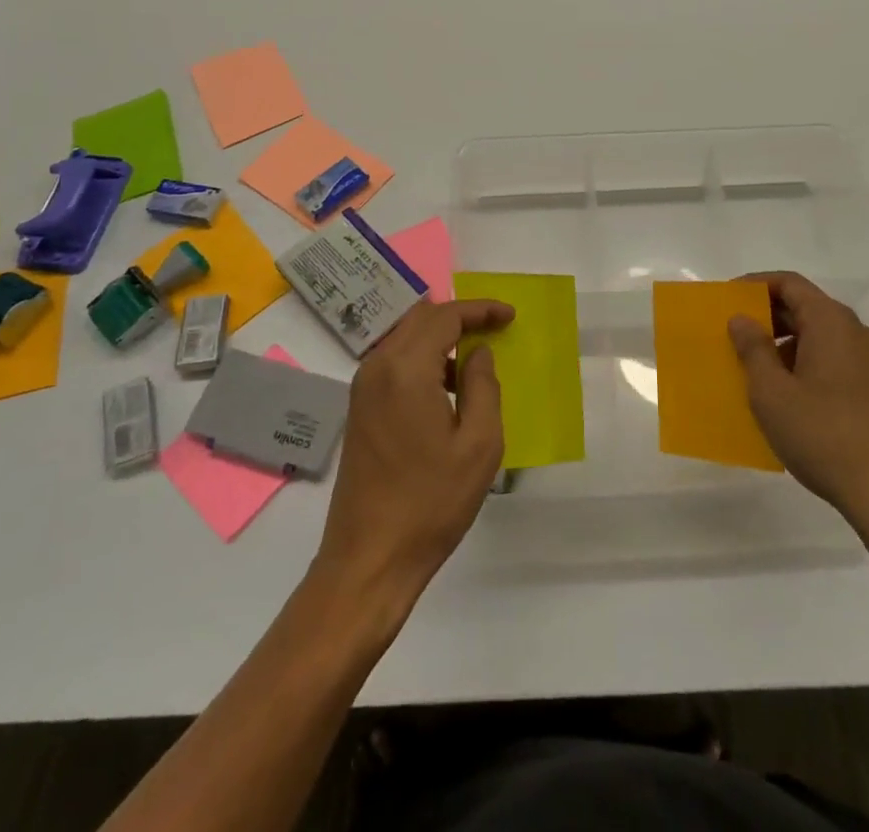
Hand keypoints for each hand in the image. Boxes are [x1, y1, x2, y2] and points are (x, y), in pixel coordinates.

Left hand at [313, 299, 508, 616]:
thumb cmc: (431, 503)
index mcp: (406, 370)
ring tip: (474, 360)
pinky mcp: (358, 408)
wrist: (369, 559)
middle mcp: (377, 367)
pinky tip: (445, 388)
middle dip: (459, 317)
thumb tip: (478, 353)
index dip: (480, 310)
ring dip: (439, 338)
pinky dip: (422, 359)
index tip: (510, 315)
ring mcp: (363, 388)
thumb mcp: (479, 446)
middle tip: (494, 329)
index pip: (445, 317)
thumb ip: (484, 387)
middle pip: (420, 319)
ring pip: (405, 338)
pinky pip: (394, 362)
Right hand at [729, 272, 868, 546]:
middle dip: (769, 318)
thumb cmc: (824, 436)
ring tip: (760, 374)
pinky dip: (811, 366)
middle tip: (736, 338)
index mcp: (832, 323)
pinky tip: (794, 401)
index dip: (755, 285)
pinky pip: (839, 362)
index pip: (789, 283)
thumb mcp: (772, 393)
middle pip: (808, 308)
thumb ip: (753, 349)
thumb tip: (742, 319)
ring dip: (788, 346)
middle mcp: (859, 333)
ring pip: (824, 338)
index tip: (727, 300)